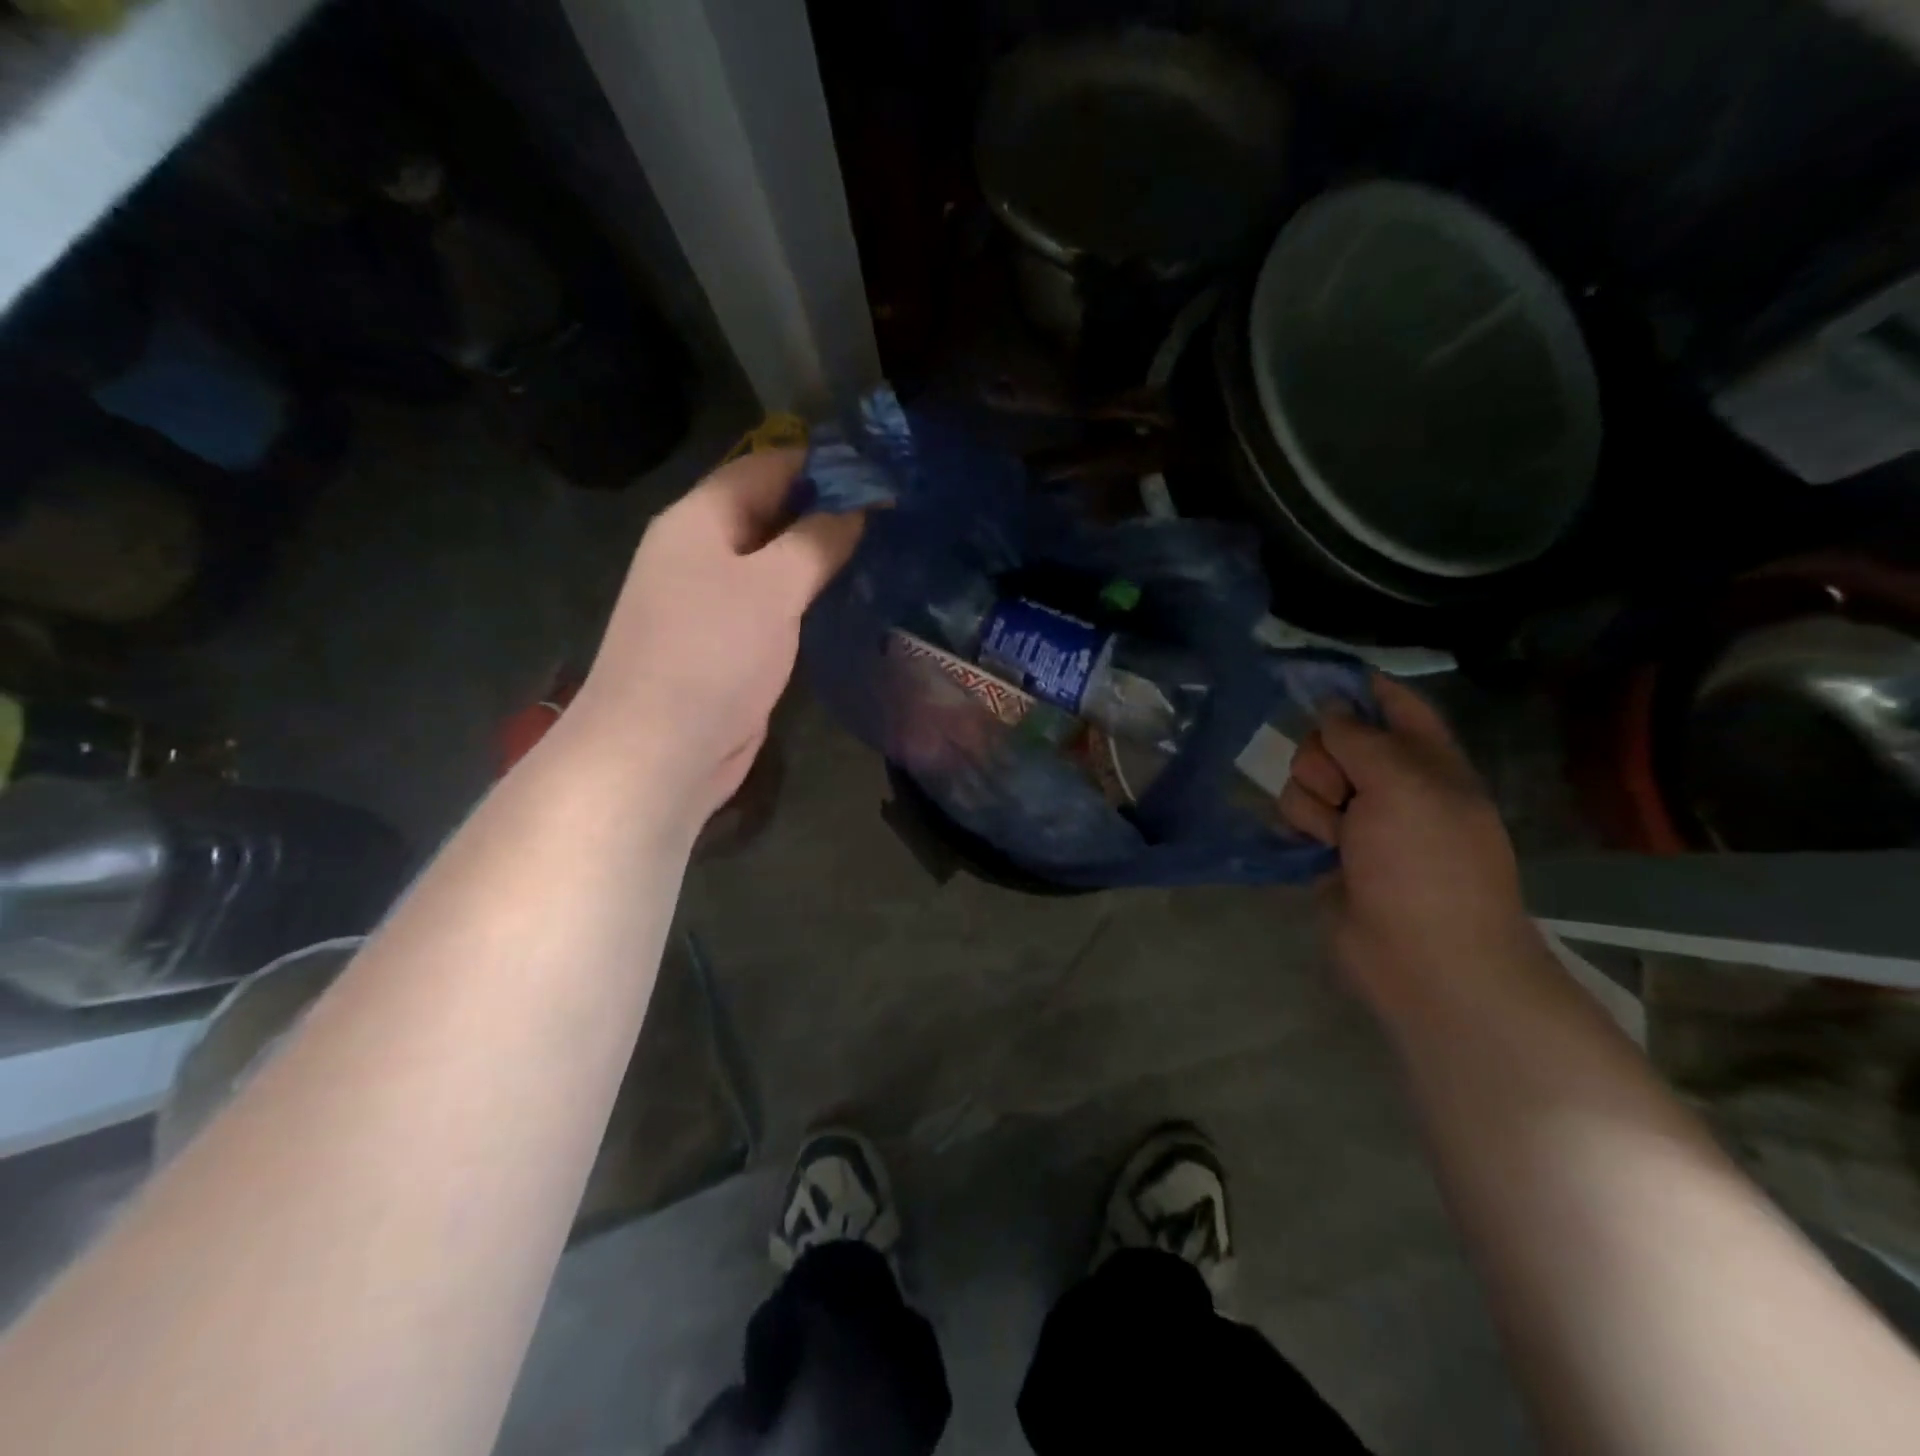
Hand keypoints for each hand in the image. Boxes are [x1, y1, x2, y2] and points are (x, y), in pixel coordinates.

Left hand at [569, 447, 862, 827]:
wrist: (660, 750)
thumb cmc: (711, 654)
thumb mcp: (770, 587)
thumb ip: (816, 541)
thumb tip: (858, 508)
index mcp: (699, 520)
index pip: (765, 466)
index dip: (822, 461)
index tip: (882, 466)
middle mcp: (703, 552)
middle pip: (771, 512)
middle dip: (828, 508)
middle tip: (896, 509)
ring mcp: (716, 601)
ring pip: (777, 562)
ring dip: (823, 555)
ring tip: (887, 546)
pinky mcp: (733, 644)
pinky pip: (777, 604)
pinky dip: (811, 596)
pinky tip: (853, 597)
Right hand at [1279, 676, 1539, 1009]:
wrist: (1424, 959)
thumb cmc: (1427, 865)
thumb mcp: (1403, 785)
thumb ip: (1360, 737)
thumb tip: (1330, 706)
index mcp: (1427, 761)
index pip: (1393, 704)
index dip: (1358, 687)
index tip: (1313, 680)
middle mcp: (1390, 784)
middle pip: (1332, 739)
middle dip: (1325, 760)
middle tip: (1346, 793)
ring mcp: (1358, 820)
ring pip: (1305, 779)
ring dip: (1313, 804)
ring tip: (1337, 839)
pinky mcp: (1327, 851)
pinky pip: (1294, 815)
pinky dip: (1300, 828)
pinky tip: (1314, 850)